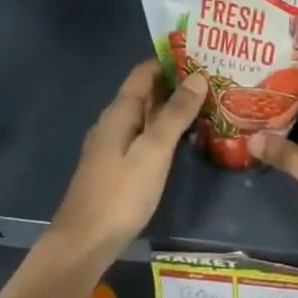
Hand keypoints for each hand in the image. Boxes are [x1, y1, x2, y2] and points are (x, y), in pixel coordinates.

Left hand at [50, 62, 206, 261]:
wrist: (84, 243)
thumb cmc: (120, 193)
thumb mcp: (154, 151)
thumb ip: (175, 114)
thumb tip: (198, 77)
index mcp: (119, 113)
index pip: (143, 73)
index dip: (170, 61)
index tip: (202, 55)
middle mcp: (113, 123)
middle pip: (145, 93)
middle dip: (176, 83)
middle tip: (213, 78)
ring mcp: (113, 147)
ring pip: (146, 116)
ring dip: (172, 108)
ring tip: (208, 103)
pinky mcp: (118, 168)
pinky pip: (145, 136)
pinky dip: (165, 130)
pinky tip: (185, 137)